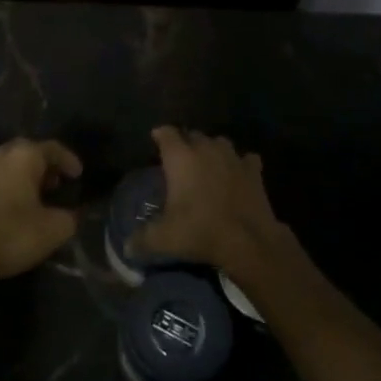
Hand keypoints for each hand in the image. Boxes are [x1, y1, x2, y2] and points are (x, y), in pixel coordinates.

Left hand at [0, 138, 82, 278]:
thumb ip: (68, 218)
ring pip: (1, 167)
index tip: (77, 175)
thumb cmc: (8, 234)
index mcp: (23, 156)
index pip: (53, 148)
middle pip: (24, 154)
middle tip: (53, 186)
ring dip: (15, 179)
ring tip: (25, 200)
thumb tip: (70, 214)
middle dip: (41, 168)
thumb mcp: (51, 231)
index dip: (68, 160)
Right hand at [130, 127, 286, 282]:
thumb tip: (127, 247)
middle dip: (185, 143)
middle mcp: (205, 149)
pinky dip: (241, 164)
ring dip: (212, 149)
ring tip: (207, 164)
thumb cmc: (200, 231)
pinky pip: (246, 158)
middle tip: (179, 160)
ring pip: (219, 142)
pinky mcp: (254, 170)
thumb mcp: (164, 238)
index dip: (160, 135)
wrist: (248, 241)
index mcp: (180, 157)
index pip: (166, 133)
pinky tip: (238, 175)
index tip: (156, 140)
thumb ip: (142, 239)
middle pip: (192, 135)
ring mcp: (232, 157)